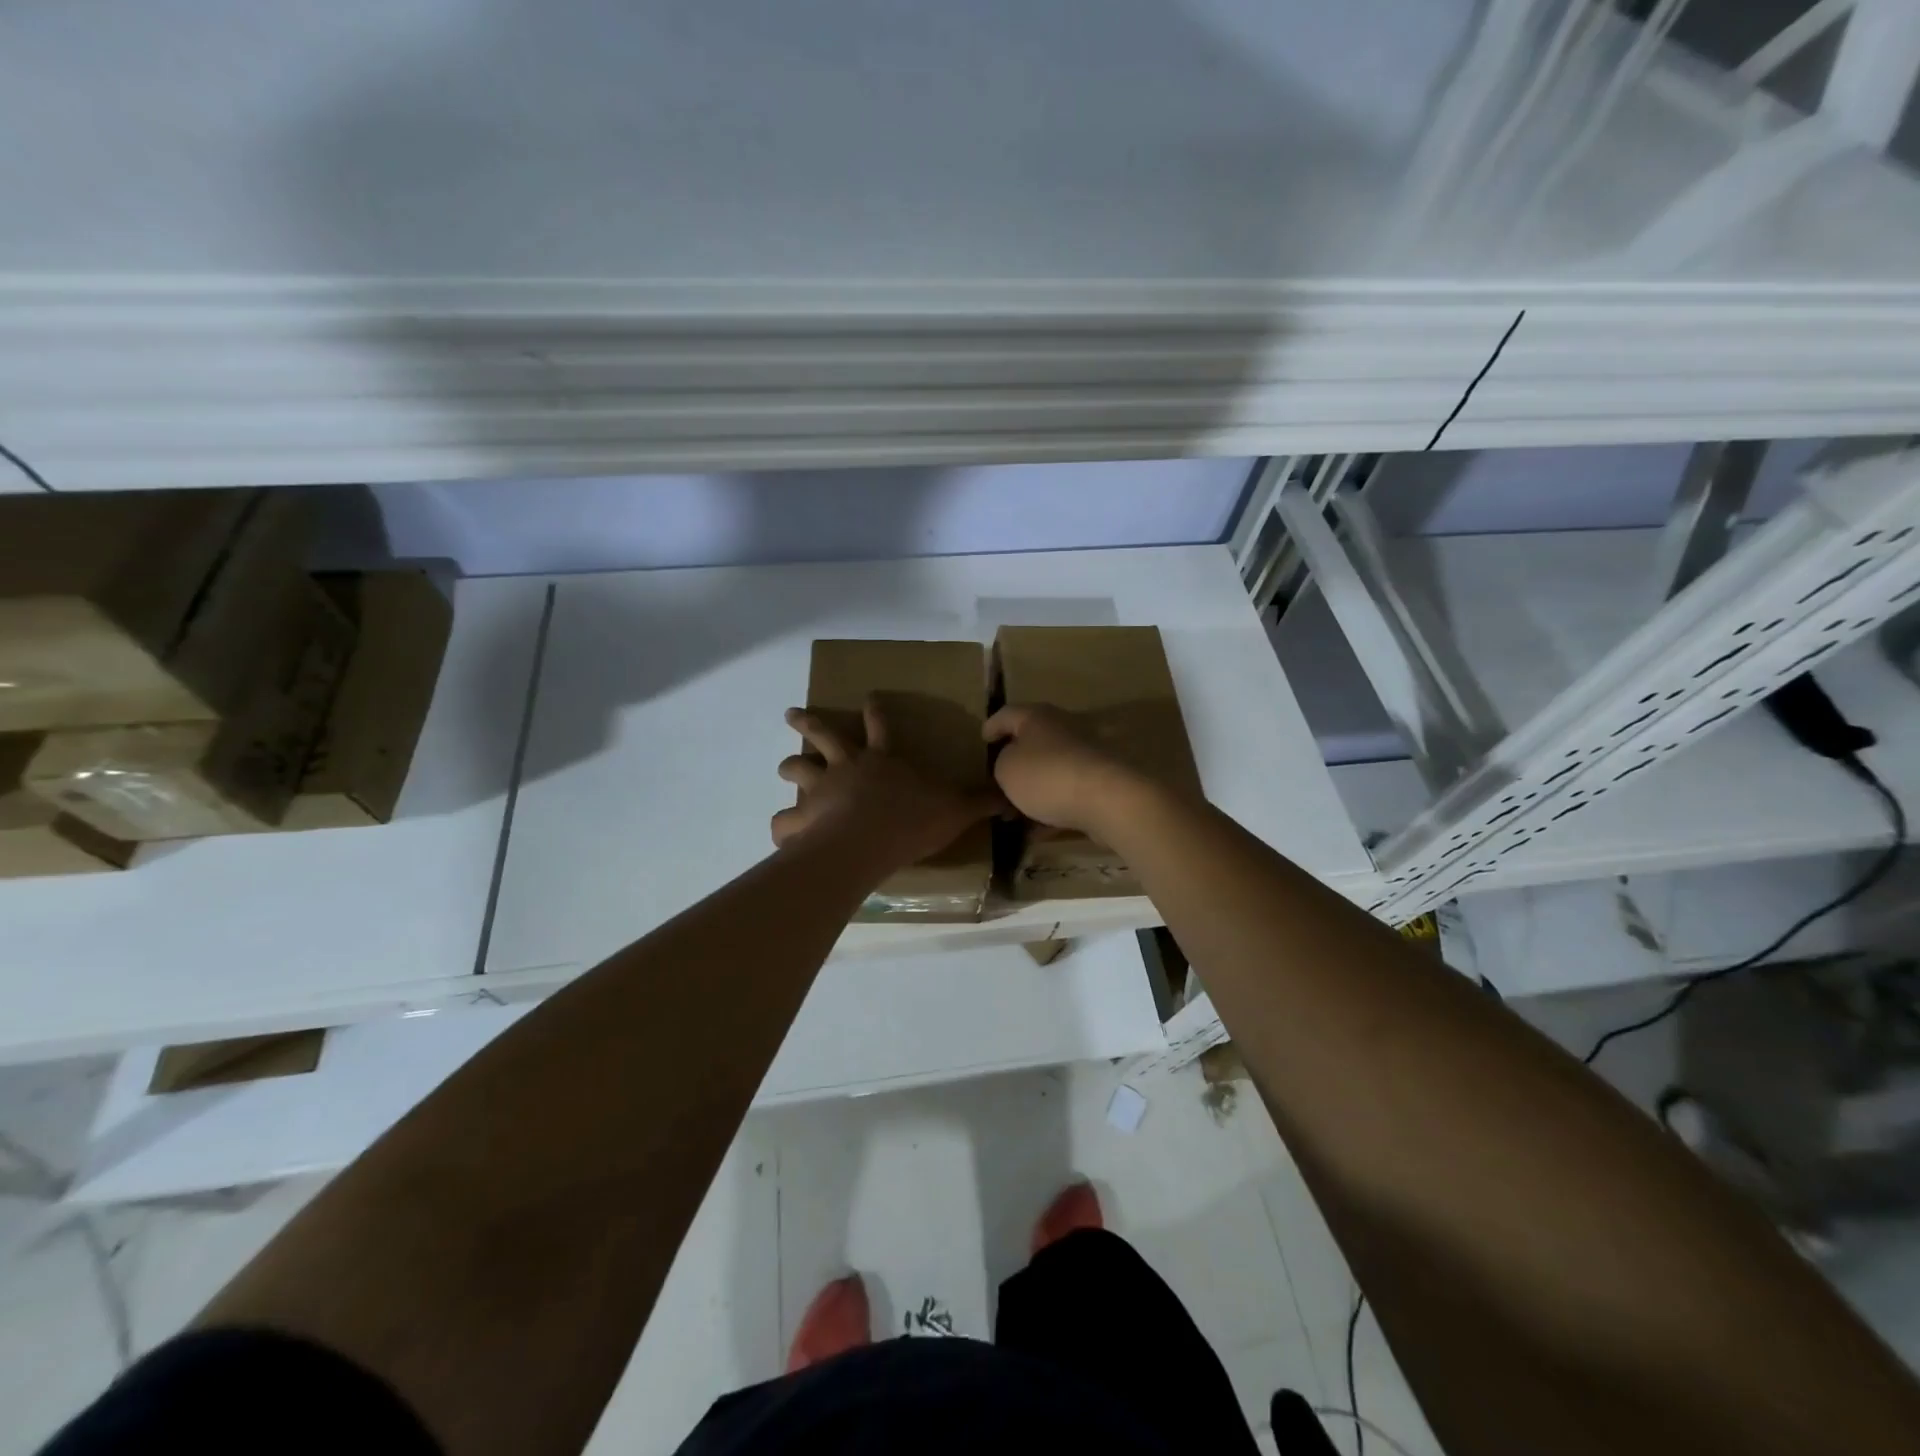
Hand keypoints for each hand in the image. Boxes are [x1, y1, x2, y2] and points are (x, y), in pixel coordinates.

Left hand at [773, 700, 1000, 868]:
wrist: (868, 841)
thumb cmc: (912, 819)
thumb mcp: (955, 809)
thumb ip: (980, 802)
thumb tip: (1012, 798)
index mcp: (883, 759)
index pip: (881, 726)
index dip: (875, 710)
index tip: (867, 697)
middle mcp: (847, 766)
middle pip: (823, 736)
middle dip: (808, 723)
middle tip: (792, 714)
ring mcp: (821, 788)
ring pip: (797, 769)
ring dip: (789, 766)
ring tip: (782, 767)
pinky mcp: (802, 817)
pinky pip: (784, 820)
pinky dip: (782, 826)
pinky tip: (781, 832)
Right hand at [983, 704, 1142, 835]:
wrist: (1106, 799)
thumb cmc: (1046, 776)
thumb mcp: (1005, 769)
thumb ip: (1001, 763)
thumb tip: (1012, 763)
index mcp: (1036, 717)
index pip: (1007, 714)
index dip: (992, 726)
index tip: (983, 740)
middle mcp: (1062, 729)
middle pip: (1032, 741)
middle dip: (1013, 761)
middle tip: (995, 779)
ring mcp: (1083, 756)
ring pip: (1049, 770)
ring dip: (1031, 790)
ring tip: (1012, 814)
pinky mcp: (1098, 782)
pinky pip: (1066, 793)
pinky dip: (1050, 809)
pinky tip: (1036, 832)